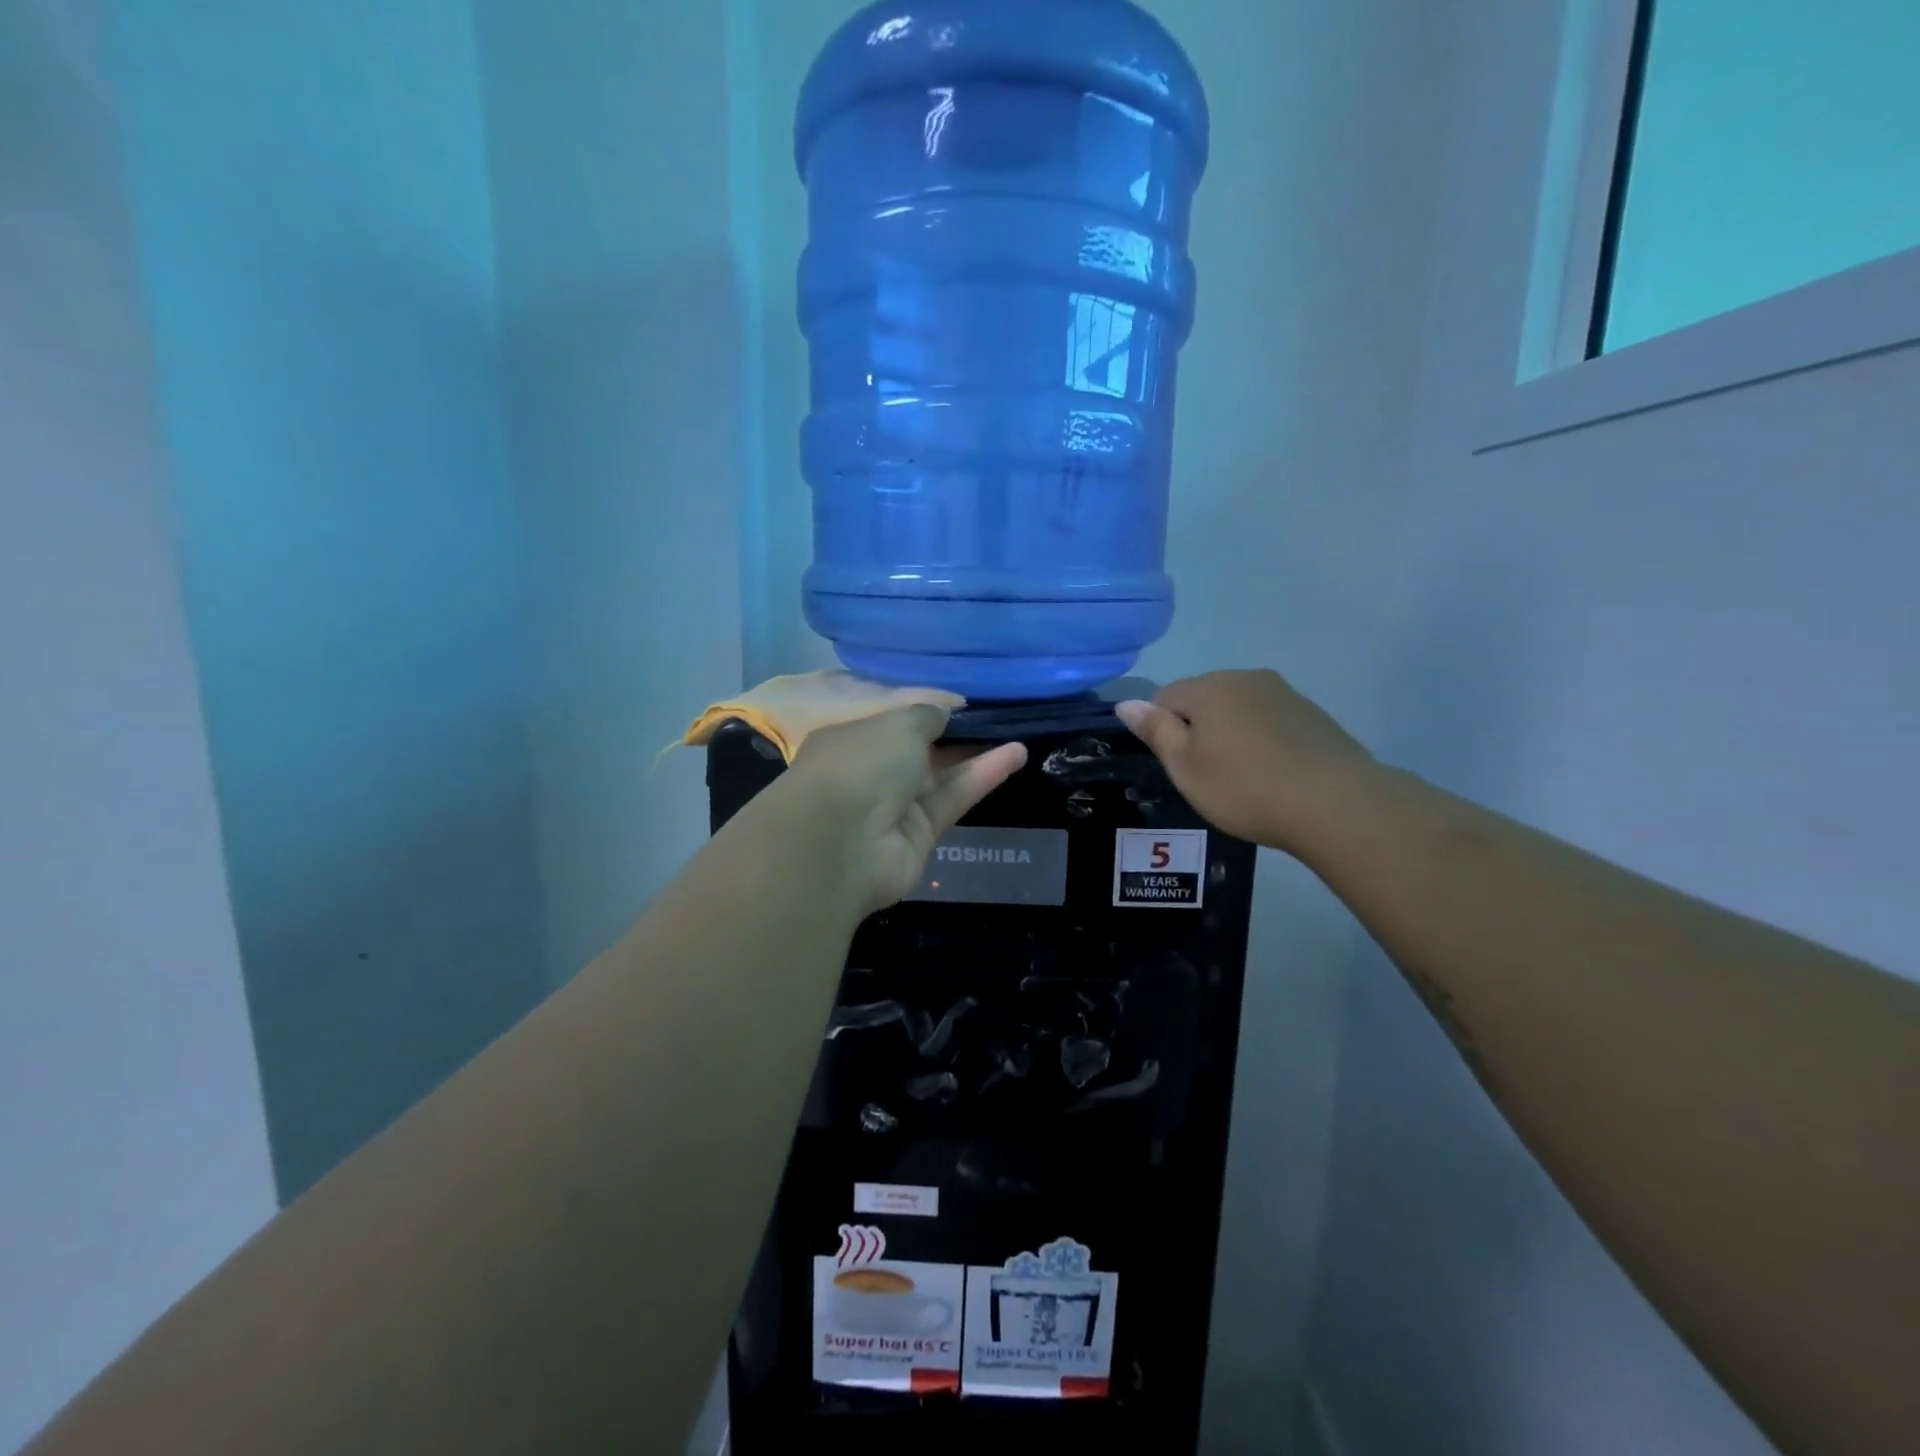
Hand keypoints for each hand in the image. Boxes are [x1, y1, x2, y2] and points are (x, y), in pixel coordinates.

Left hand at [780, 706, 1028, 913]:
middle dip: (956, 735)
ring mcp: (893, 807)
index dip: (929, 711)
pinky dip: (982, 777)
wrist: (841, 844)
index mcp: (851, 739)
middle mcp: (870, 772)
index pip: (893, 722)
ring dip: (978, 754)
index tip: (965, 703)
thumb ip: (927, 715)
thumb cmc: (861, 765)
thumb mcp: (898, 723)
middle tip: (998, 718)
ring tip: (1018, 732)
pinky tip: (1016, 755)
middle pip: (920, 751)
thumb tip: (944, 711)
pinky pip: (953, 798)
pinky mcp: (920, 835)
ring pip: (941, 776)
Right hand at [1116, 670, 1376, 854]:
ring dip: (1231, 734)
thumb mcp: (1185, 767)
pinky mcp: (1313, 714)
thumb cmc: (1244, 787)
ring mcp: (1285, 693)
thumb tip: (1126, 703)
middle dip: (1198, 729)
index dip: (1163, 731)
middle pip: (1204, 698)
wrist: (1335, 803)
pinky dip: (1263, 740)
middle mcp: (1246, 678)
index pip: (1165, 696)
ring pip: (1239, 709)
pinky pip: (1270, 720)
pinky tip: (1274, 774)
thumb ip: (1155, 730)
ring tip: (1244, 778)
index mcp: (1210, 687)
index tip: (1180, 766)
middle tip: (1208, 775)